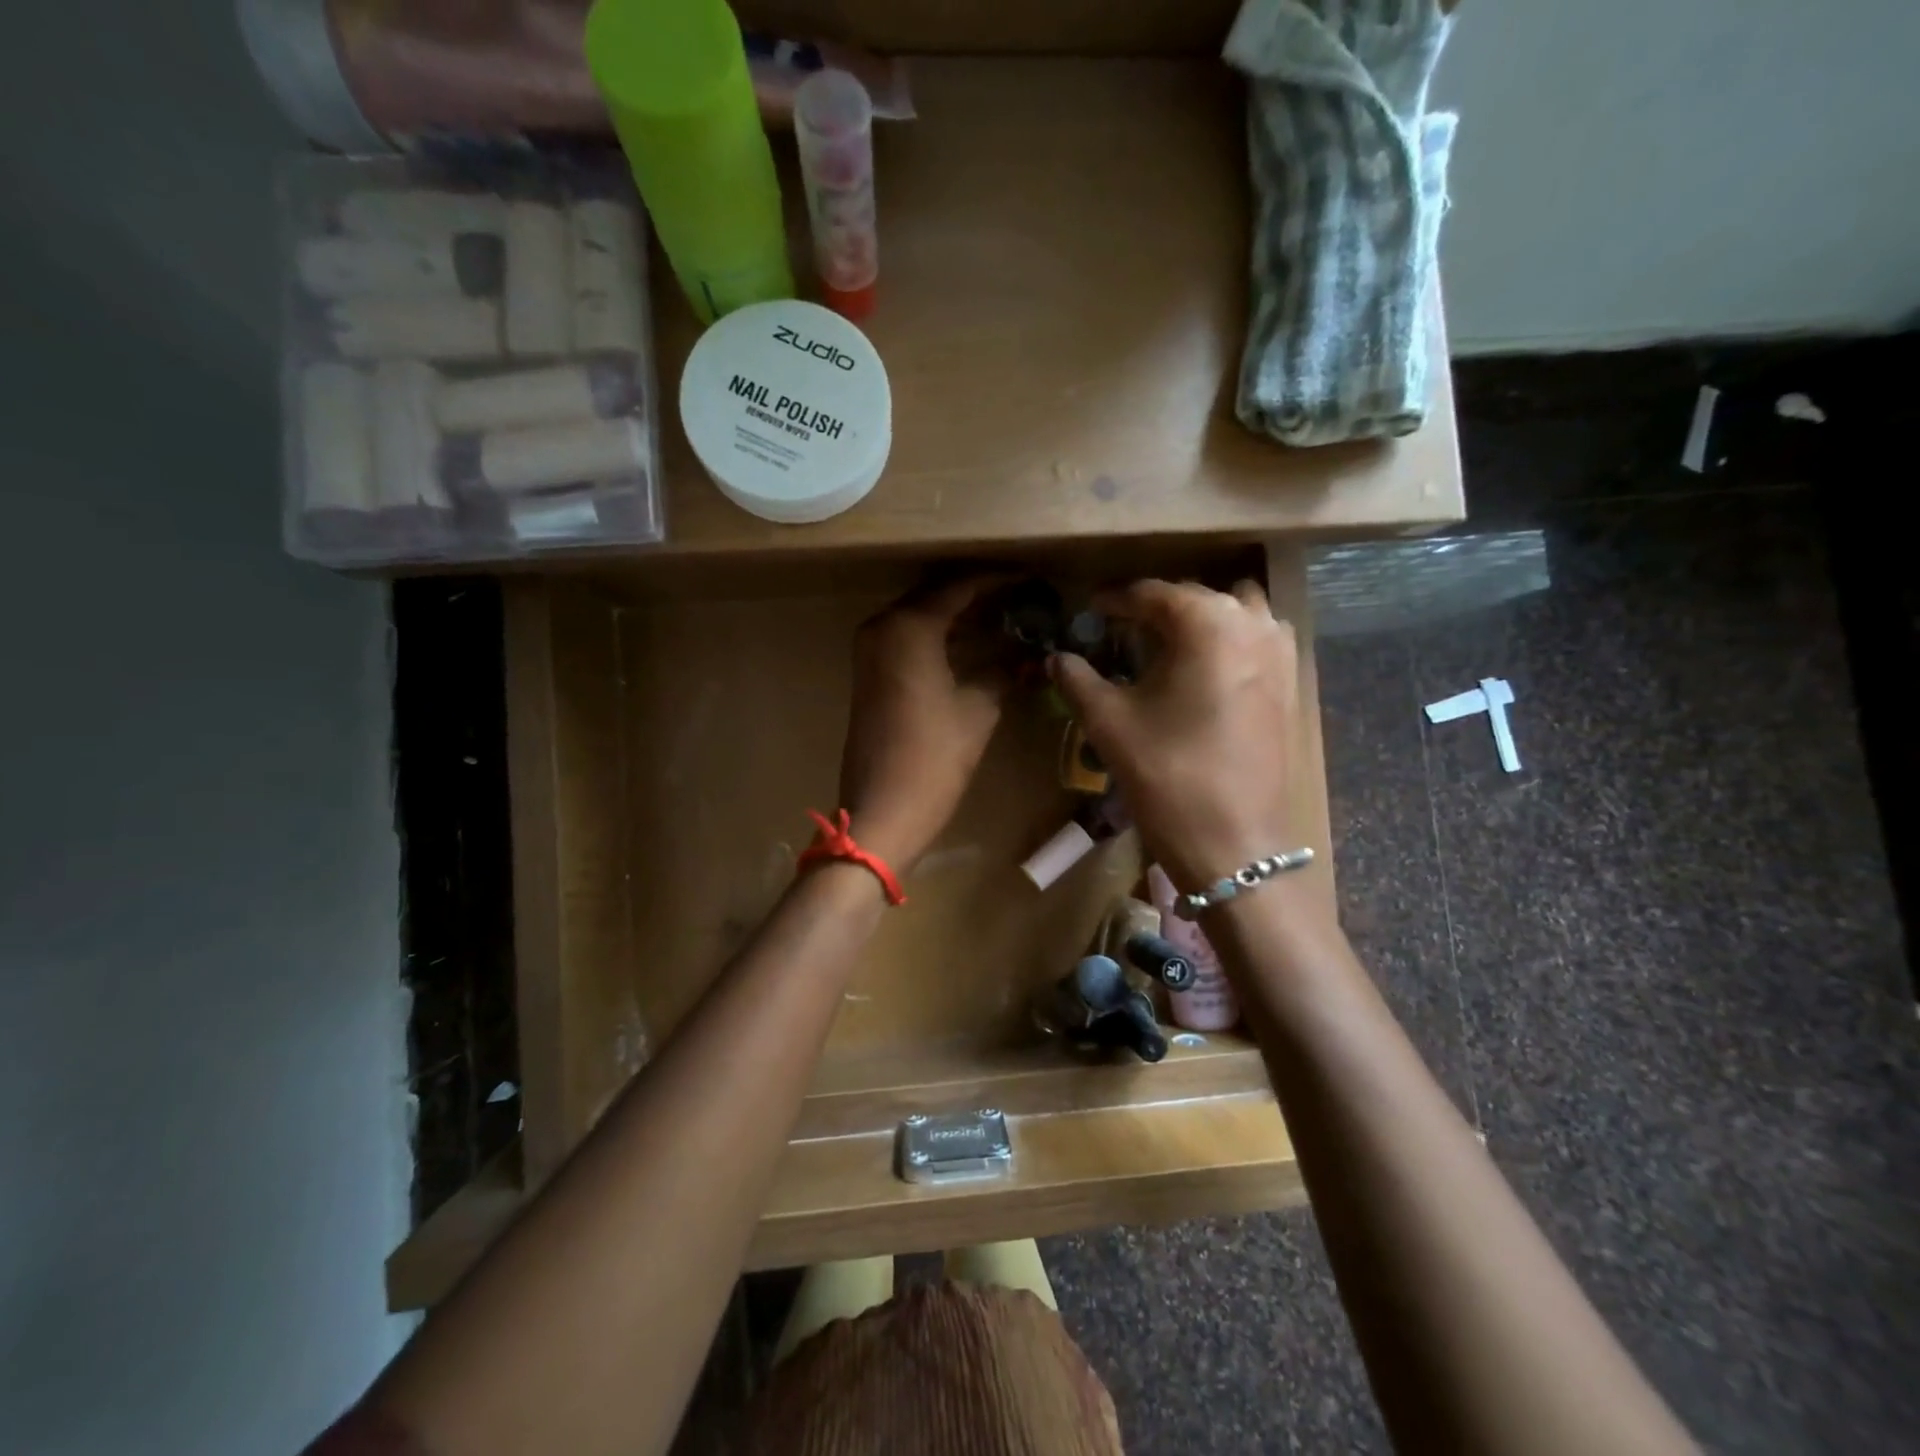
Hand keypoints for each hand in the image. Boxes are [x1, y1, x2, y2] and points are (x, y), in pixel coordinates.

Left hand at [838, 575, 1010, 871]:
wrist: (882, 811)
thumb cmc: (933, 758)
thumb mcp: (977, 711)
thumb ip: (1004, 673)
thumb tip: (1031, 657)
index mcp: (909, 627)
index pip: (959, 586)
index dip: (998, 579)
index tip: (1031, 577)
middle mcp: (883, 627)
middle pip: (936, 595)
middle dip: (978, 594)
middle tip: (1021, 595)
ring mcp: (871, 650)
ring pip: (921, 617)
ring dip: (959, 615)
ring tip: (1006, 615)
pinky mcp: (870, 673)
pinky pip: (909, 639)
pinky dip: (940, 636)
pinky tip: (974, 643)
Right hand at [1050, 579, 1305, 894]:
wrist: (1233, 844)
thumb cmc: (1167, 776)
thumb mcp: (1109, 723)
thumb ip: (1077, 679)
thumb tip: (1056, 657)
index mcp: (1206, 623)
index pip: (1152, 594)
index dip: (1115, 602)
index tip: (1090, 612)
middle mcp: (1251, 624)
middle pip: (1196, 597)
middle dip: (1156, 609)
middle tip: (1121, 631)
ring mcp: (1280, 654)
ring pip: (1237, 611)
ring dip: (1201, 619)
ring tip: (1168, 645)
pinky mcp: (1291, 685)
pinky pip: (1259, 640)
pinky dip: (1231, 640)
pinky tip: (1205, 671)